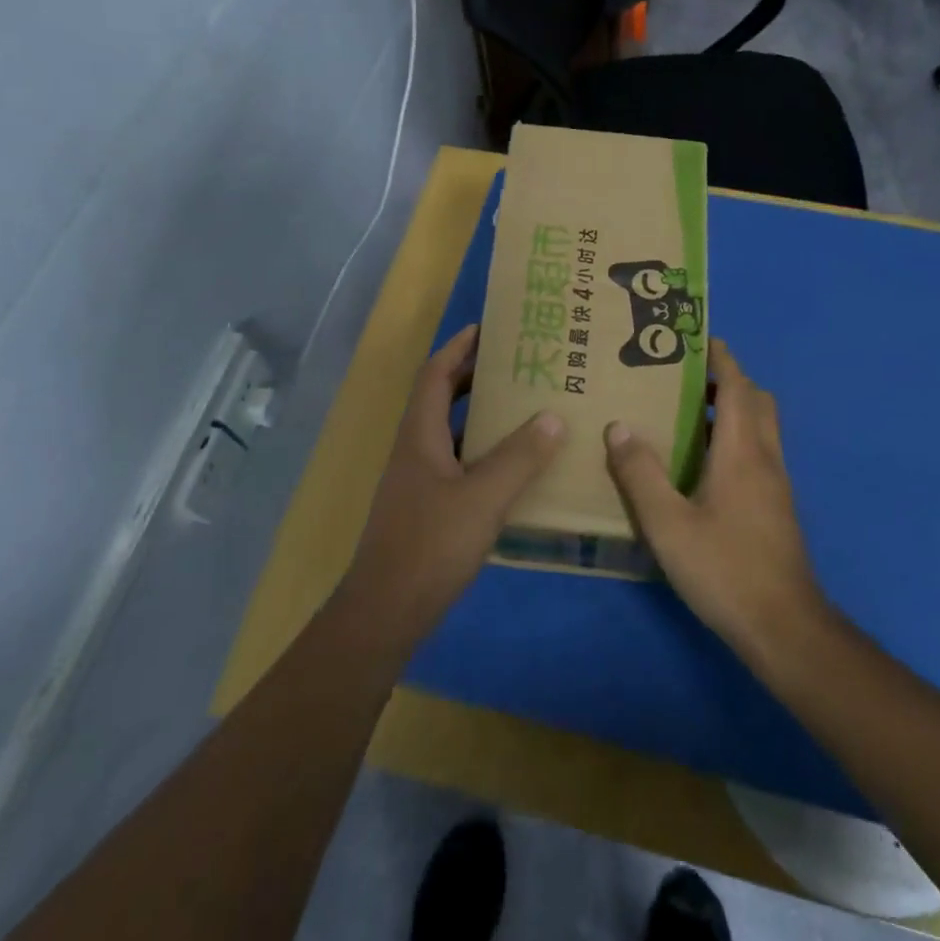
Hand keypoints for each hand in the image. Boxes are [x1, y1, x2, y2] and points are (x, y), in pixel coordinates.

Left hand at [340, 325, 564, 645]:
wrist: (386, 612)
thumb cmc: (430, 545)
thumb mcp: (482, 498)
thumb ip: (519, 457)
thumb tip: (553, 416)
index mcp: (420, 436)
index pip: (435, 375)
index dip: (458, 348)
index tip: (487, 328)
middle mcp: (415, 451)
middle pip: (440, 399)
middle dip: (472, 377)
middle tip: (515, 365)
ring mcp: (418, 482)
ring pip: (450, 433)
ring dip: (479, 415)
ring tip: (522, 407)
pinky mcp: (426, 509)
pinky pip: (457, 464)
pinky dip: (482, 453)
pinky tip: (512, 467)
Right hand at [604, 340, 828, 664]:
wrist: (783, 627)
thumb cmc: (724, 569)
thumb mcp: (668, 523)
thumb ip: (640, 473)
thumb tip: (618, 425)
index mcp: (743, 452)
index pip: (739, 387)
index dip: (721, 359)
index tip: (696, 339)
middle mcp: (766, 459)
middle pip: (757, 401)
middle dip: (728, 380)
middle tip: (685, 378)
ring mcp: (776, 485)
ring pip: (761, 428)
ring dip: (733, 409)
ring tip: (687, 414)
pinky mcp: (776, 508)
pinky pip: (758, 453)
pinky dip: (735, 438)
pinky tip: (701, 464)